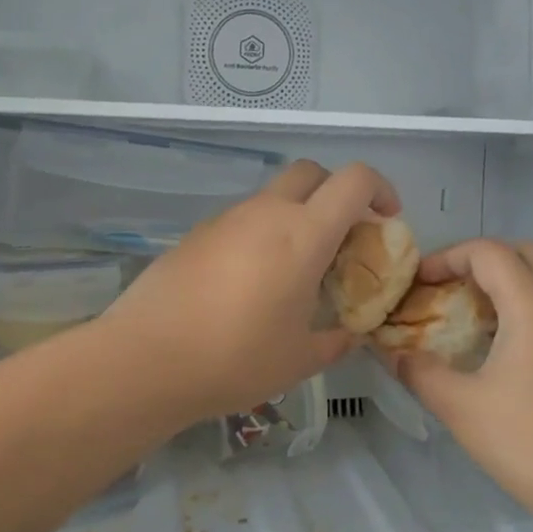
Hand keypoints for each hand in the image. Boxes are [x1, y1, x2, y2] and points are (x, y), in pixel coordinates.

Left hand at [101, 160, 399, 425]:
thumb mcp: (299, 359)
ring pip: (273, 197)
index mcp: (303, 234)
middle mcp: (265, 213)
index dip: (380, 189)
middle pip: (311, 172)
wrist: (147, 360)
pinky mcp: (196, 234)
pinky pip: (241, 220)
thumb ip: (335, 341)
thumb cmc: (236, 358)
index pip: (354, 180)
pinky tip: (250, 283)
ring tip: (295, 270)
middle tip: (342, 236)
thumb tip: (349, 334)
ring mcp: (226, 219)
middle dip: (335, 192)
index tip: (386, 219)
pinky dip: (260, 235)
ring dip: (295, 216)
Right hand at [387, 240, 532, 526]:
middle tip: (449, 288)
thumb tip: (393, 354)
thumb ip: (420, 372)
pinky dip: (522, 309)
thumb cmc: (528, 441)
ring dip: (504, 285)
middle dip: (481, 260)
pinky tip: (498, 350)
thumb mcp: (460, 407)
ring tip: (468, 317)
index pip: (489, 252)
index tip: (419, 282)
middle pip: (524, 253)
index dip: (447, 257)